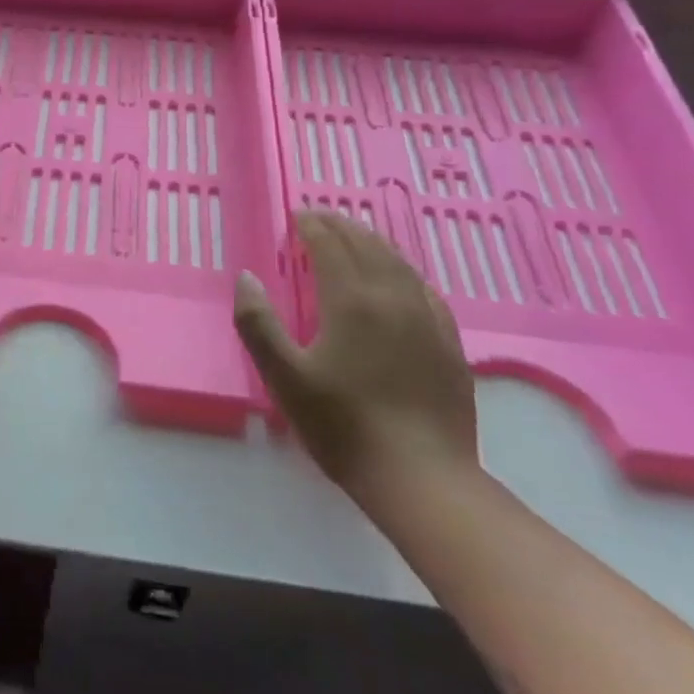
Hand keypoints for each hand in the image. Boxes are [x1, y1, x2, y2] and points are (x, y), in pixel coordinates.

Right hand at [234, 211, 477, 505]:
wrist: (421, 477)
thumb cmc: (343, 425)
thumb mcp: (283, 377)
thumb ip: (257, 323)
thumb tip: (246, 277)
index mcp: (351, 301)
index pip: (330, 247)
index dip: (312, 227)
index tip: (297, 216)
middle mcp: (392, 298)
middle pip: (366, 246)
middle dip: (341, 227)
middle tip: (320, 218)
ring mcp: (427, 320)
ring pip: (398, 263)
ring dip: (372, 242)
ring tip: (354, 235)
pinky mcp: (448, 343)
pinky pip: (424, 289)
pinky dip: (403, 270)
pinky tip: (401, 278)